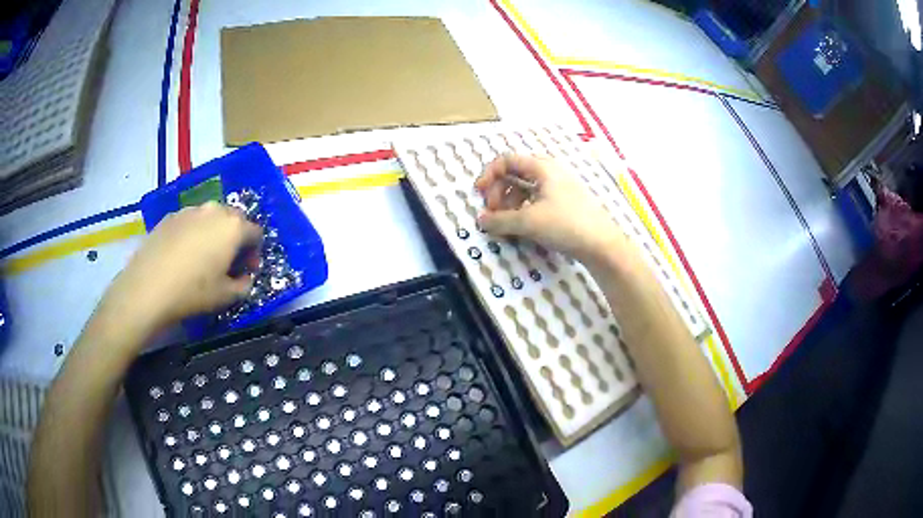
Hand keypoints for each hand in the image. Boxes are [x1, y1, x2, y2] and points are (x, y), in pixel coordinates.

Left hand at [100, 202, 260, 335]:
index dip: (255, 253)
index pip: (256, 233)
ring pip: (211, 218)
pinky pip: (190, 221)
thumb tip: (245, 277)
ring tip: (202, 258)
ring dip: (214, 234)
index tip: (246, 270)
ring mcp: (190, 210)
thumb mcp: (226, 297)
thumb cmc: (193, 292)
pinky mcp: (170, 216)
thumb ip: (244, 285)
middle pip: (234, 219)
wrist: (148, 287)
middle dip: (235, 239)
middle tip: (227, 262)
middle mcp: (214, 210)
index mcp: (233, 227)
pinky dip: (193, 234)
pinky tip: (182, 255)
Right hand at [475, 154, 624, 263]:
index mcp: (542, 168)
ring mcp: (561, 187)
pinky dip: (524, 210)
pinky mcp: (566, 203)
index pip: (507, 160)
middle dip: (499, 192)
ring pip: (526, 188)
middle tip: (493, 213)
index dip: (489, 174)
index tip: (479, 194)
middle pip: (515, 174)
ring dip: (510, 203)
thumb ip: (500, 220)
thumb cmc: (565, 225)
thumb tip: (480, 220)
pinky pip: (538, 199)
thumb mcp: (528, 222)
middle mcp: (551, 172)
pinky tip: (523, 226)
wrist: (602, 245)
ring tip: (506, 224)